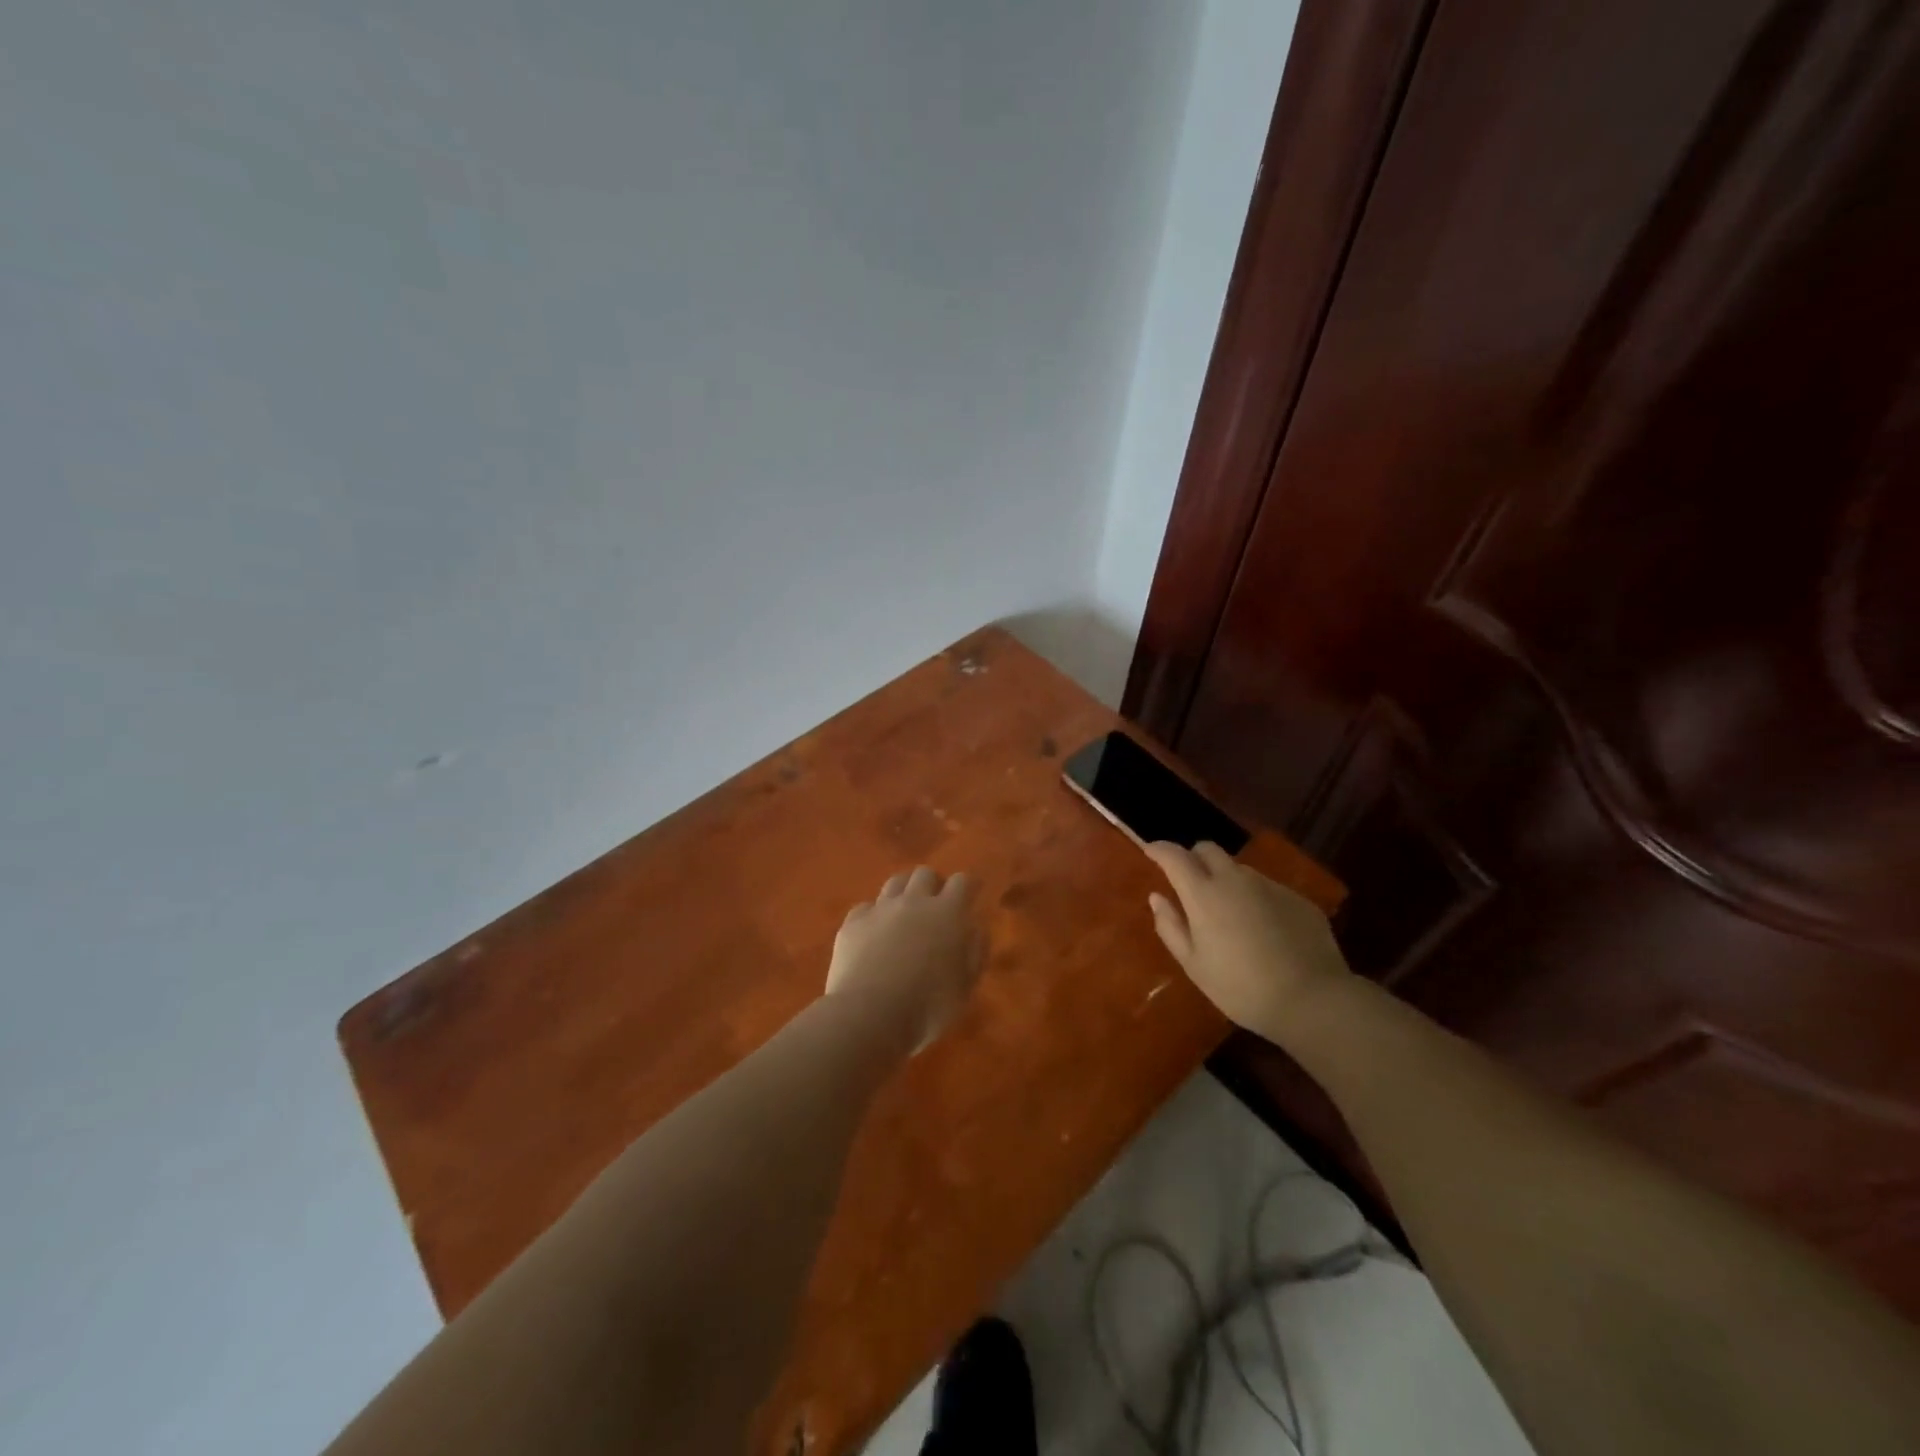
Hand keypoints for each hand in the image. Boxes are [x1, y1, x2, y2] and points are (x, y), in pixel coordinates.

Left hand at [827, 867, 986, 1052]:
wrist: (869, 1014)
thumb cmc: (928, 1006)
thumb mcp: (965, 985)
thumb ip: (975, 951)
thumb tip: (975, 928)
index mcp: (947, 913)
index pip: (963, 882)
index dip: (968, 885)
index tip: (972, 892)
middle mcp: (914, 902)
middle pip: (925, 874)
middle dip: (934, 884)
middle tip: (936, 904)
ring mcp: (880, 909)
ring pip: (895, 882)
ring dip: (904, 891)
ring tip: (905, 912)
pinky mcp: (853, 923)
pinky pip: (866, 907)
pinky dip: (874, 915)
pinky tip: (874, 933)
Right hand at [1145, 841, 1350, 1039]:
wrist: (1312, 999)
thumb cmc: (1241, 987)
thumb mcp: (1194, 964)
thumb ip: (1170, 926)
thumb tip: (1157, 897)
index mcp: (1204, 894)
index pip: (1174, 856)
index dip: (1159, 848)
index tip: (1150, 850)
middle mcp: (1235, 879)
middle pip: (1208, 849)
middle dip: (1193, 858)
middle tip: (1189, 882)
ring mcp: (1270, 886)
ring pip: (1239, 869)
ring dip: (1225, 879)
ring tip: (1228, 911)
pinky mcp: (1297, 898)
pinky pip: (1267, 888)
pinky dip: (1255, 898)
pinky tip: (1262, 929)